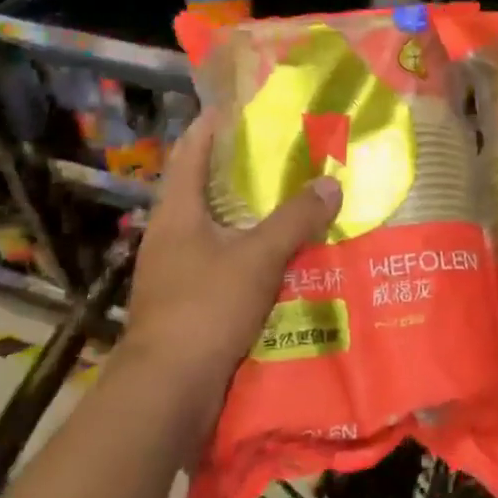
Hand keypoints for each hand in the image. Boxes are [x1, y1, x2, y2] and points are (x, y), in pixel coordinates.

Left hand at [114, 108, 341, 445]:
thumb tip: (331, 184)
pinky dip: (251, 255)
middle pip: (206, 189)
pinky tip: (284, 259)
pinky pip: (225, 265)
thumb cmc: (205, 309)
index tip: (242, 105)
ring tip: (293, 202)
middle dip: (242, 171)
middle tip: (286, 153)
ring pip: (218, 230)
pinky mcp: (189, 304)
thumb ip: (294, 220)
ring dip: (250, 216)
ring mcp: (177, 272)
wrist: (166, 392)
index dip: (212, 125)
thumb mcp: (257, 258)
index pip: (190, 152)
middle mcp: (172, 236)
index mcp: (177, 213)